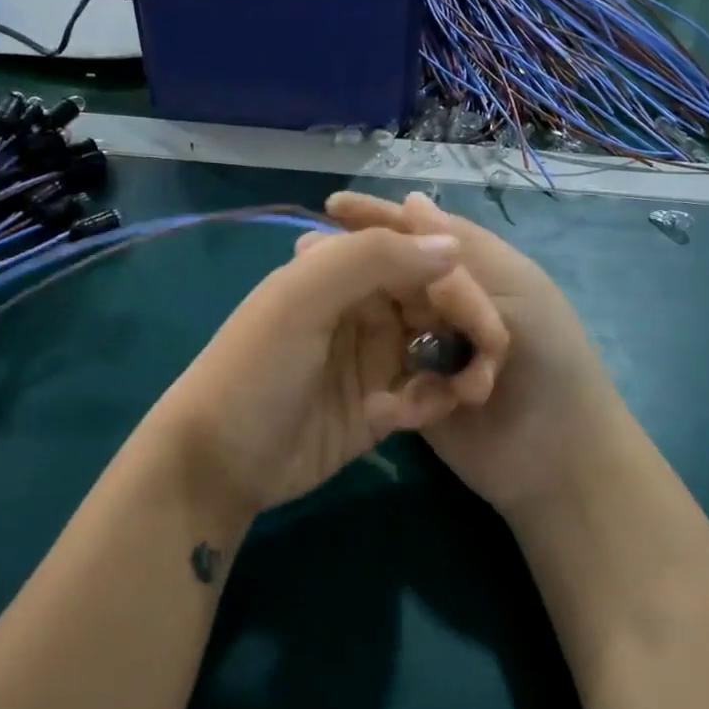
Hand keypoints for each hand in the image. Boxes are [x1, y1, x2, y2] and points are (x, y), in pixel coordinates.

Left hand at [146, 226, 508, 525]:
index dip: (458, 289)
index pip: (417, 261)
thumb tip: (451, 246)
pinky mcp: (378, 406)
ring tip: (463, 396)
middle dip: (467, 332)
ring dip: (455, 370)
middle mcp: (361, 307)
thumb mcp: (301, 299)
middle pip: (436, 304)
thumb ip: (373, 259)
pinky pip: (424, 392)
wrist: (218, 463)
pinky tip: (411, 419)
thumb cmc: (256, 369)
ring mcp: (371, 358)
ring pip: (437, 349)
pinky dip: (430, 401)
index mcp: (341, 271)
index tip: (490, 327)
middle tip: (488, 370)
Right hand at [322, 191, 631, 522]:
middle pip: (393, 275)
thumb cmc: (549, 363)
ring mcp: (428, 350)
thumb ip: (465, 250)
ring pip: (383, 320)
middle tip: (305, 257)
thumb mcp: (516, 292)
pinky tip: (339, 353)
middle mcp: (445, 307)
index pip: (417, 235)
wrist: (561, 460)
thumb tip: (412, 200)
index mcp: (474, 273)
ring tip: (313, 303)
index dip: (377, 218)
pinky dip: (372, 364)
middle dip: (356, 264)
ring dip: (357, 314)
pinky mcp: (414, 391)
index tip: (331, 207)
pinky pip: (384, 369)